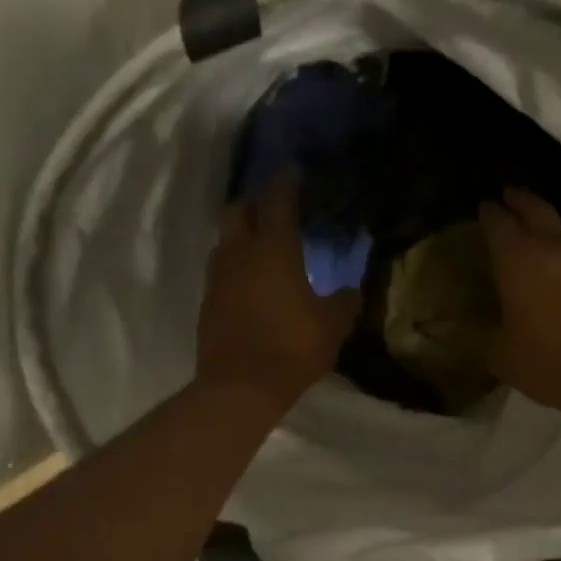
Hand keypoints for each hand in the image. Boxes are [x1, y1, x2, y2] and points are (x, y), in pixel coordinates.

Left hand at [197, 175, 361, 413]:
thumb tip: (352, 291)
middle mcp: (240, 254)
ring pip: (225, 239)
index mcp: (273, 250)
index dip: (286, 184)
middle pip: (239, 211)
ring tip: (263, 242)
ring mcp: (218, 278)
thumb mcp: (332, 326)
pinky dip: (235, 261)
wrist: (238, 388)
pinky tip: (251, 278)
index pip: (278, 202)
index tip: (294, 172)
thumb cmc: (291, 348)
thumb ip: (345, 302)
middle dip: (255, 203)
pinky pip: (221, 267)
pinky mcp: (208, 302)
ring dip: (242, 232)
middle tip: (276, 207)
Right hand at [477, 187, 560, 415]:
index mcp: (517, 259)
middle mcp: (552, 249)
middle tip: (508, 195)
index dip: (489, 213)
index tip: (484, 207)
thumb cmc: (548, 360)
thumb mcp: (501, 355)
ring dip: (545, 225)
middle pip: (536, 209)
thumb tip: (475, 333)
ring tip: (532, 231)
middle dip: (520, 200)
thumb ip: (486, 337)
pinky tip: (556, 267)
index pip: (499, 223)